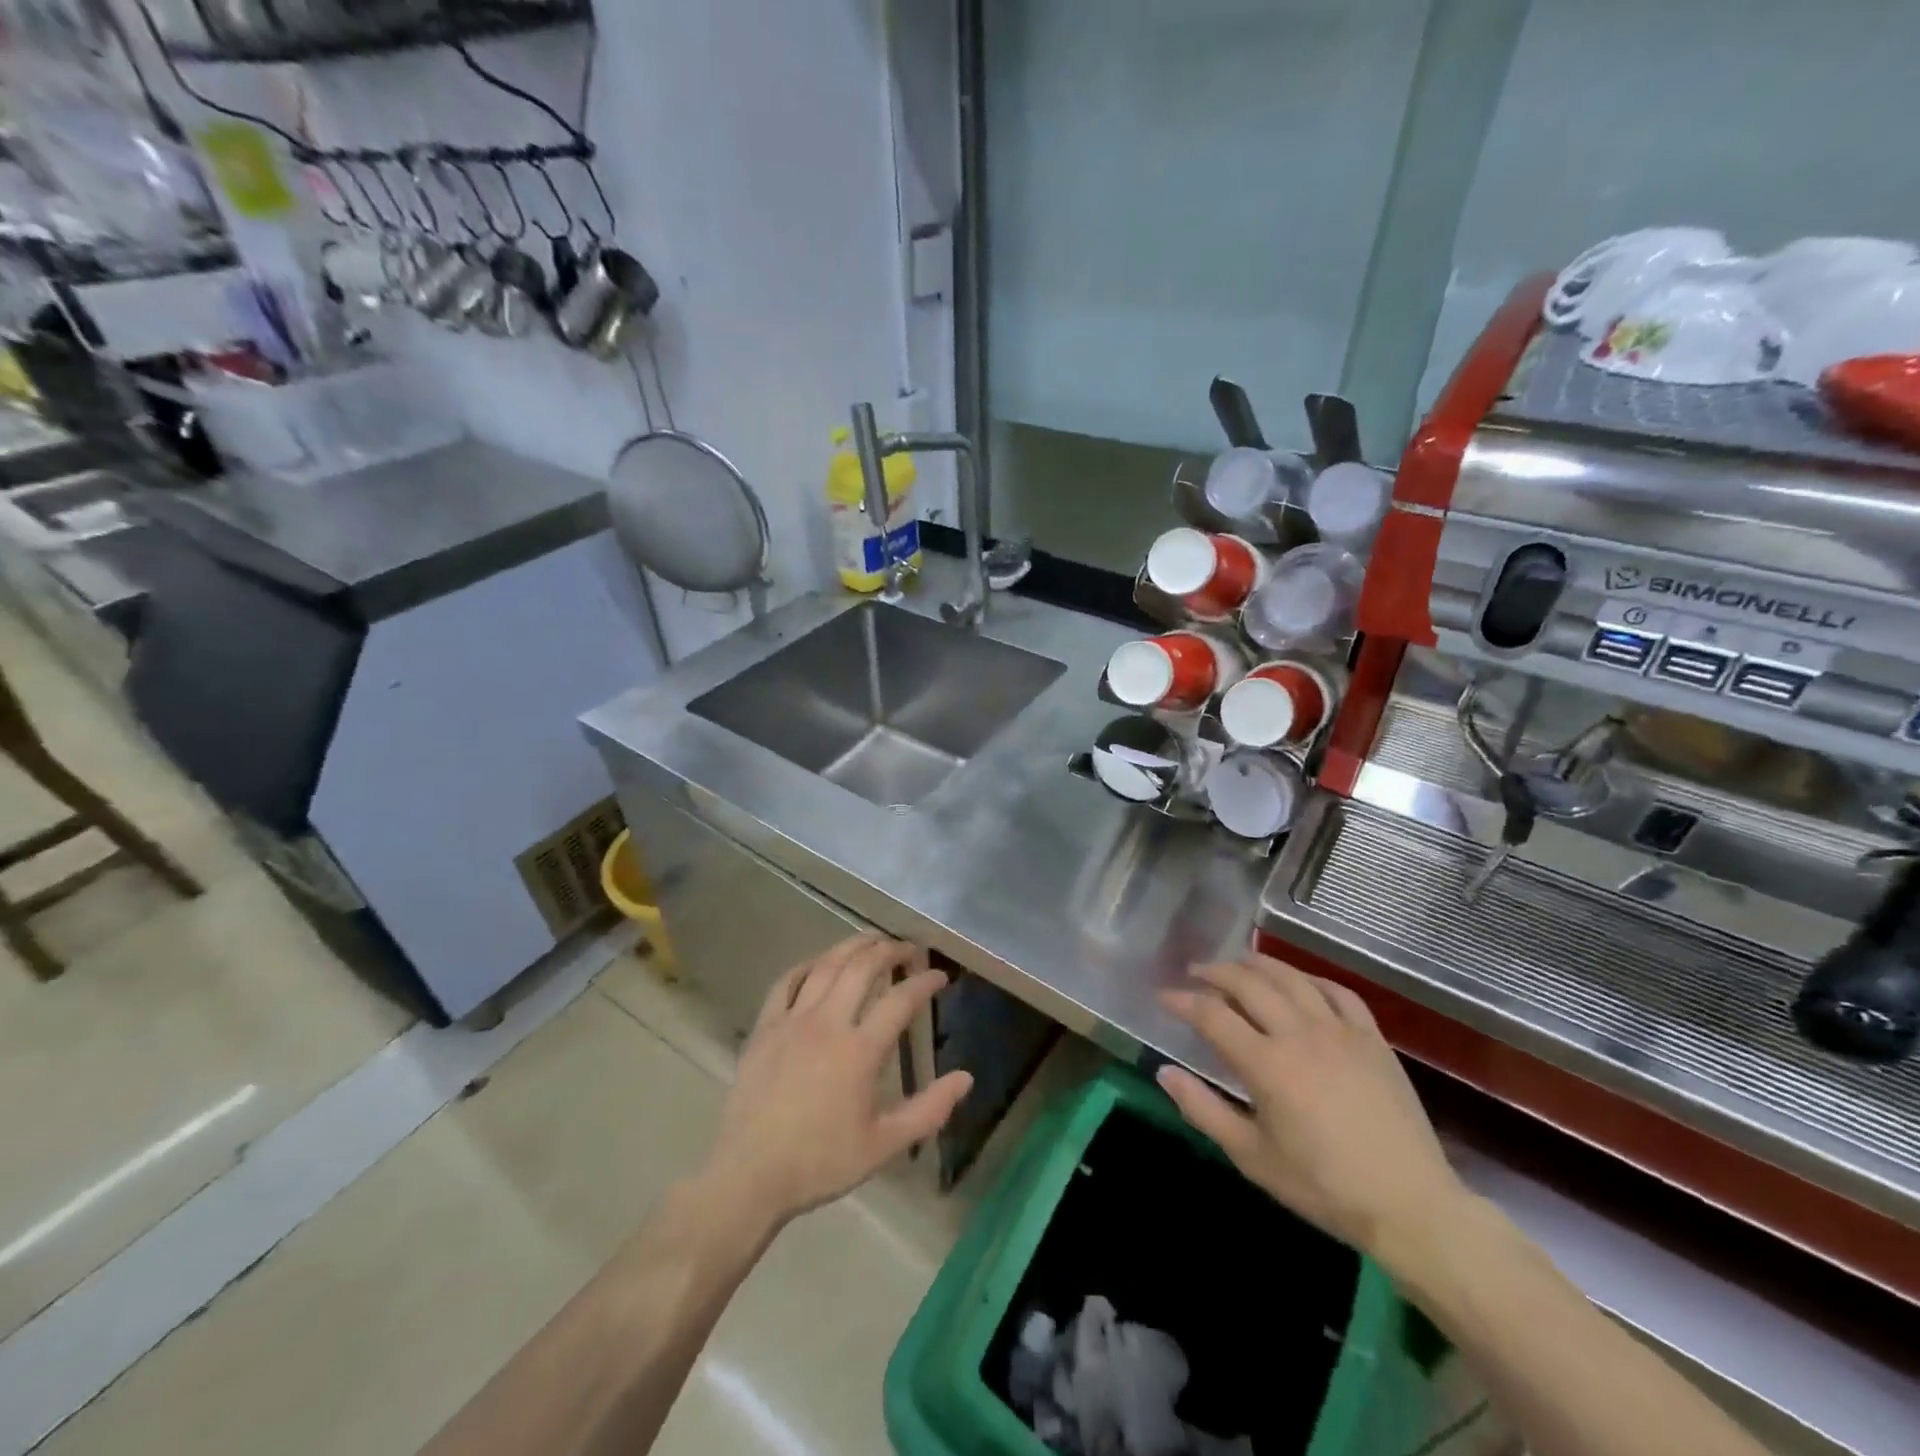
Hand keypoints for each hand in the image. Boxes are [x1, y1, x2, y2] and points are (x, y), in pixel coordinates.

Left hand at [701, 933, 971, 1230]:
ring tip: (871, 940)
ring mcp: (792, 1020)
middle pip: (862, 968)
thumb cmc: (821, 1162)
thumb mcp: (883, 1145)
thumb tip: (966, 1078)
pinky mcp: (765, 1027)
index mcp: (860, 1051)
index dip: (924, 982)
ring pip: (826, 966)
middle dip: (890, 951)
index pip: (900, 1000)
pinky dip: (807, 965)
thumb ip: (928, 1110)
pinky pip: (786, 982)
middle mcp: (828, 1023)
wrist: (750, 1175)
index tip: (939, 976)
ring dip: (852, 947)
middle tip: (907, 948)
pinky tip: (819, 963)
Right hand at [1157, 954, 1467, 1264]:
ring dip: (1257, 964)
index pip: (1212, 1015)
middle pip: (1248, 983)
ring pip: (1291, 978)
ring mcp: (1340, 1031)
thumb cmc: (1323, 1187)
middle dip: (1216, 972)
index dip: (1183, 1001)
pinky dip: (1310, 979)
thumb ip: (1204, 1110)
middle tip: (1195, 972)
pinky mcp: (1372, 1038)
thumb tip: (1164, 1071)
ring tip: (1237, 963)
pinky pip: (1338, 991)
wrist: (1411, 1206)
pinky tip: (1299, 981)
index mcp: (1266, 1064)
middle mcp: (1299, 1034)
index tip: (1163, 997)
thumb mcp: (1253, 1157)